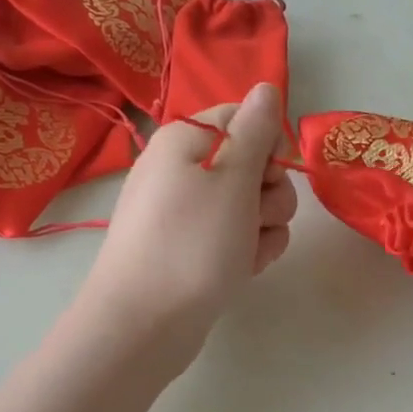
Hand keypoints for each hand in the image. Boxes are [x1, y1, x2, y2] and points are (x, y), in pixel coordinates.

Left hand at [80, 83, 297, 368]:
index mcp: (185, 141)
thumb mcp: (233, 178)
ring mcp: (184, 213)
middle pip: (250, 164)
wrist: (144, 324)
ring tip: (247, 252)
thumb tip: (265, 87)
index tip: (269, 174)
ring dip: (263, 227)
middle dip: (269, 193)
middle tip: (256, 217)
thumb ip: (255, 129)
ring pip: (249, 205)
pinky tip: (242, 270)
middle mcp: (180, 170)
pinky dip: (246, 250)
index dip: (266, 145)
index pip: (243, 118)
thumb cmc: (193, 243)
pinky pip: (232, 236)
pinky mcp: (189, 248)